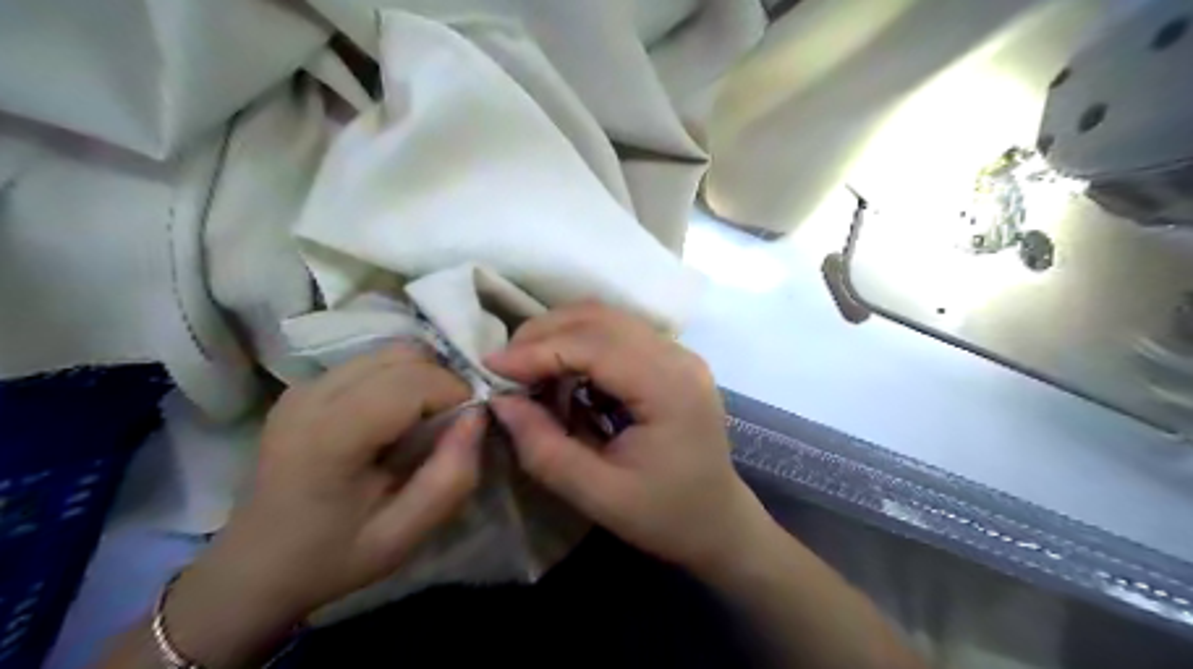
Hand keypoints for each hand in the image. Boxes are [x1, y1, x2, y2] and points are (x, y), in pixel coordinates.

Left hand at [160, 342, 479, 665]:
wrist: (252, 568)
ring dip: (424, 377)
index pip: (413, 381)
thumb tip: (477, 417)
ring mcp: (305, 386)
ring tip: (429, 419)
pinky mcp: (306, 386)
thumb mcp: (404, 536)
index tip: (470, 427)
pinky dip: (402, 377)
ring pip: (391, 352)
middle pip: (404, 356)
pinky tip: (399, 416)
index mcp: (330, 437)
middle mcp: (313, 396)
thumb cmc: (331, 558)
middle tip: (453, 424)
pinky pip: (373, 362)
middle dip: (444, 382)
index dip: (456, 393)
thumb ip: (451, 477)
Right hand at [486, 304, 774, 573]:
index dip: (538, 350)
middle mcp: (679, 357)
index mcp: (670, 388)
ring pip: (607, 319)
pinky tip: (561, 374)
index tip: (490, 367)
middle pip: (601, 319)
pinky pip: (617, 335)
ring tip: (527, 370)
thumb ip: (545, 449)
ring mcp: (679, 353)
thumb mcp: (598, 496)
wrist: (719, 523)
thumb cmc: (665, 517)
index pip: (596, 345)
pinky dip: (580, 345)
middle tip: (504, 367)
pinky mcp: (671, 360)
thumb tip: (501, 401)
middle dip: (544, 334)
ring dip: (560, 335)